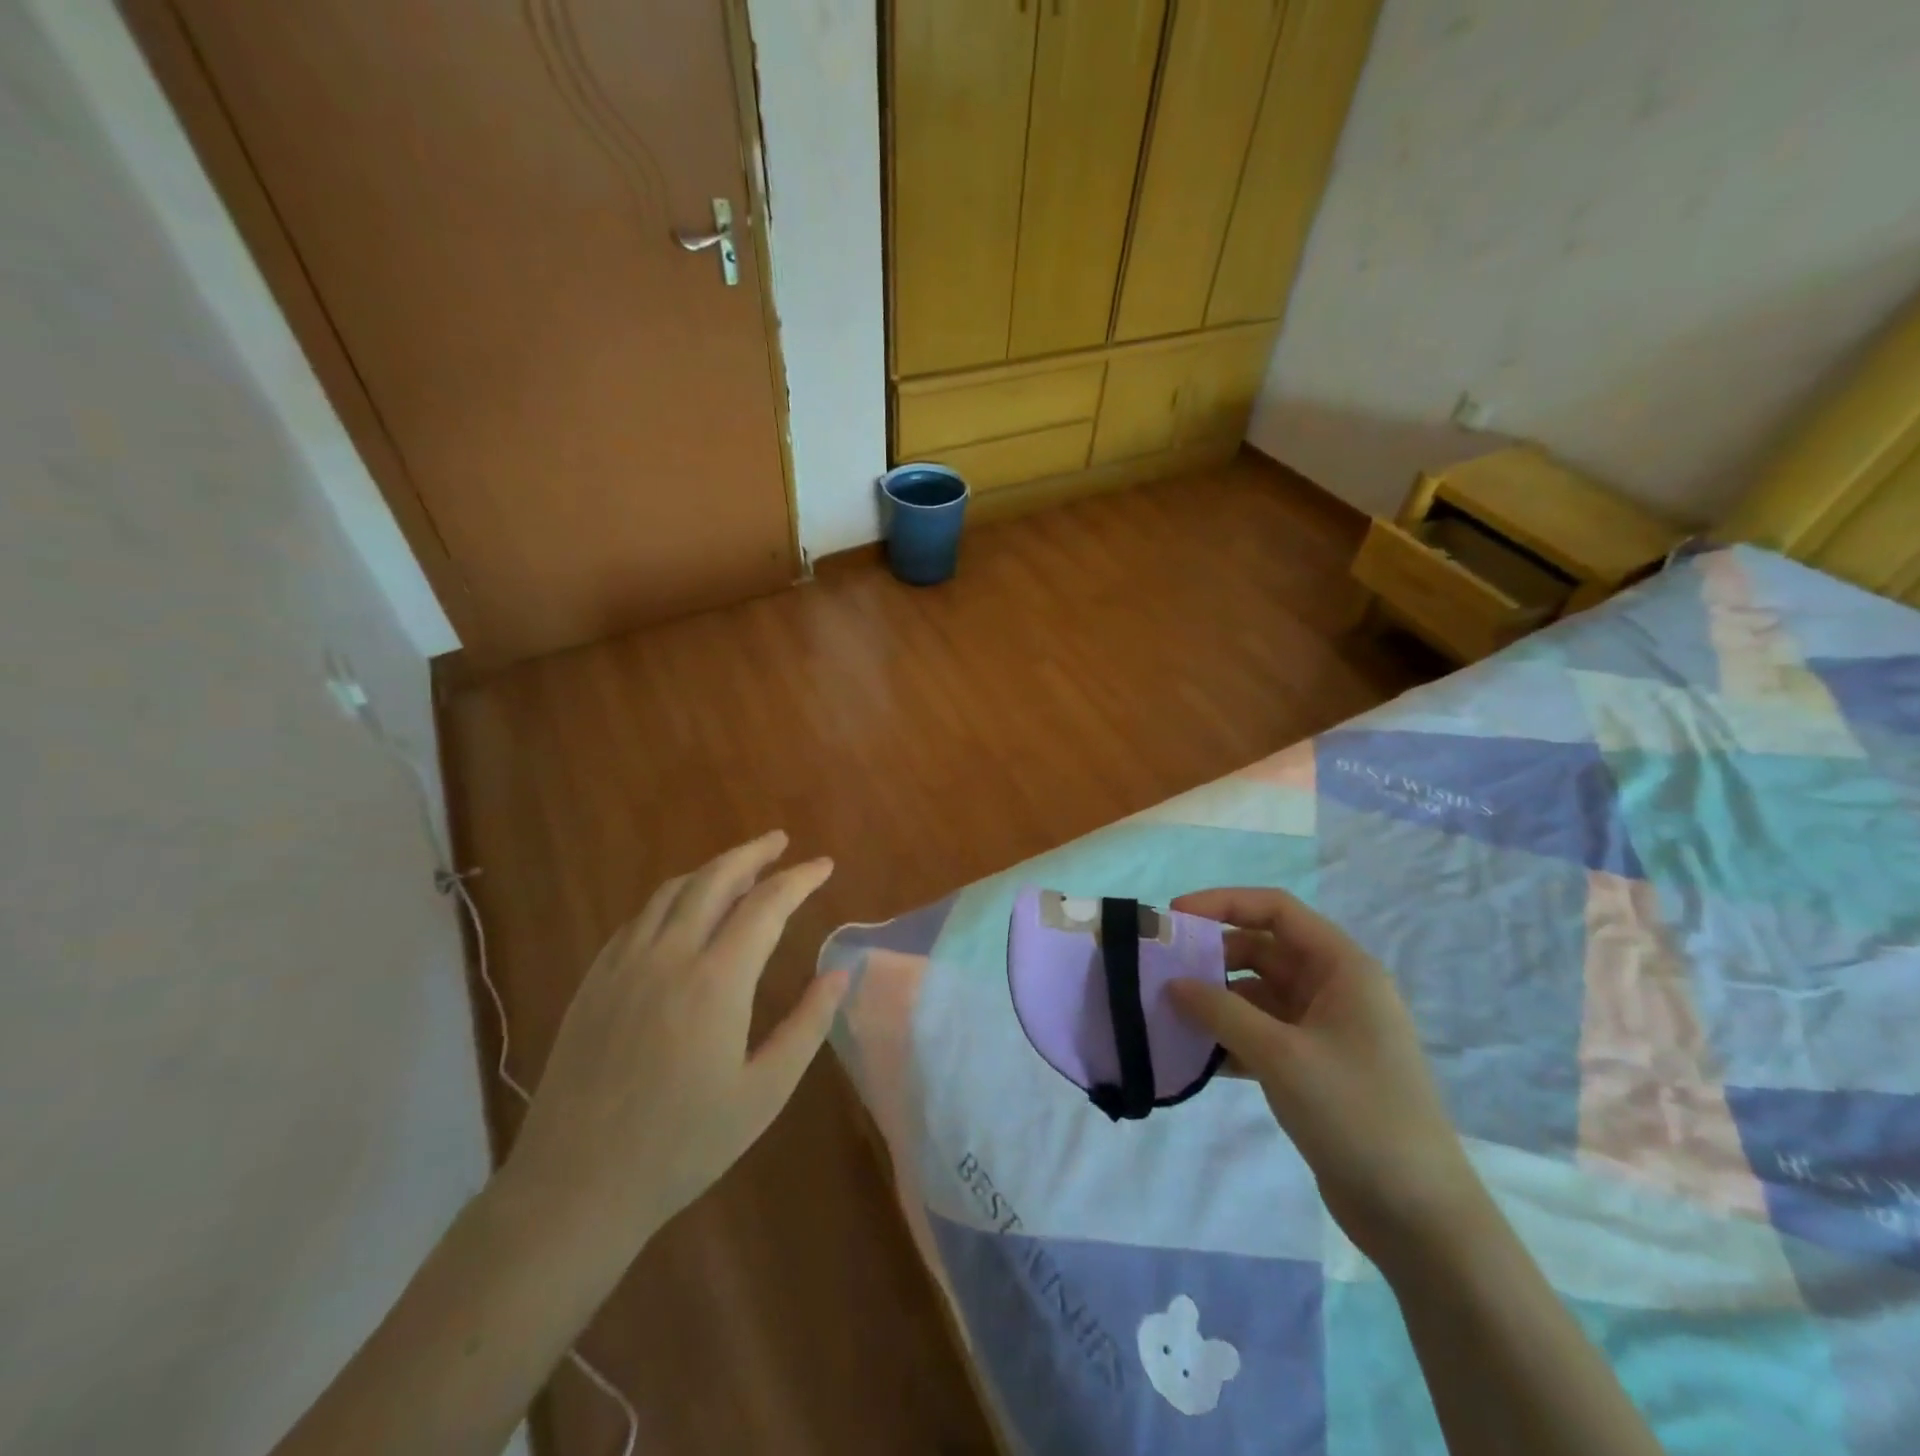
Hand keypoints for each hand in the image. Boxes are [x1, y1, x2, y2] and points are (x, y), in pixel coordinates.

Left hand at [502, 832, 846, 1253]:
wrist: (575, 1187)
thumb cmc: (682, 1145)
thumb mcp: (763, 1093)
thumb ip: (807, 1025)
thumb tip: (841, 973)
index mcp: (716, 981)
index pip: (767, 905)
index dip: (800, 879)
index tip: (824, 865)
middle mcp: (668, 956)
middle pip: (714, 880)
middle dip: (753, 854)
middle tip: (780, 842)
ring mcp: (623, 965)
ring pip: (671, 892)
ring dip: (710, 870)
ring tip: (738, 868)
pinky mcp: (593, 982)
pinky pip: (637, 920)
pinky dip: (670, 900)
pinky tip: (681, 912)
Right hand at [1166, 887, 1485, 1266]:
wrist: (1419, 1217)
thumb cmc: (1357, 1114)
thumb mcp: (1281, 1055)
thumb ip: (1221, 1012)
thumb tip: (1173, 984)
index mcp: (1343, 968)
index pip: (1276, 910)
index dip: (1224, 903)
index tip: (1175, 917)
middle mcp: (1335, 989)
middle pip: (1263, 950)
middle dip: (1213, 956)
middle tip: (1163, 970)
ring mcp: (1325, 1030)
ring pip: (1258, 995)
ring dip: (1217, 1000)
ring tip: (1170, 1013)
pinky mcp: (1314, 1067)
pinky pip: (1262, 1034)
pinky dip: (1230, 1037)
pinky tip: (1195, 1056)